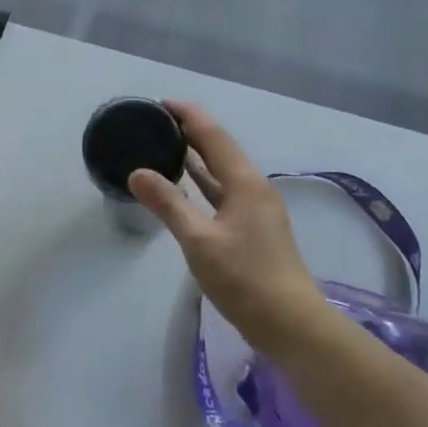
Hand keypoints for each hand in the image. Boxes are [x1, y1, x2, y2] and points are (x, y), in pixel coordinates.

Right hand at [128, 102, 335, 352]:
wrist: (289, 323)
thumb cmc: (244, 278)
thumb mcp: (199, 240)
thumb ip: (168, 204)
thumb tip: (137, 172)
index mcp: (245, 184)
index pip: (213, 136)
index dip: (188, 116)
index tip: (160, 103)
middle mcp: (254, 189)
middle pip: (220, 150)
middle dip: (191, 132)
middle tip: (156, 122)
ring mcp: (256, 210)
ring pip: (223, 173)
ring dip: (197, 158)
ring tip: (165, 145)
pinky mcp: (253, 230)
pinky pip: (224, 193)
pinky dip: (203, 183)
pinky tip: (187, 186)